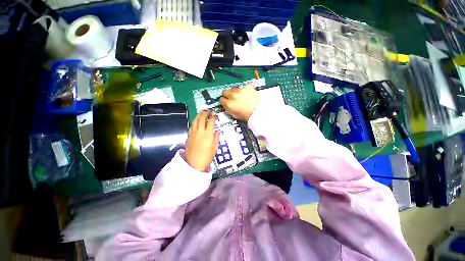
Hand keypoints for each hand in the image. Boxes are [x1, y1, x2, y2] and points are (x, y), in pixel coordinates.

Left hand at [185, 110, 219, 171]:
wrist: (194, 163)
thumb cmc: (207, 156)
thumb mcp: (215, 147)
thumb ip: (216, 137)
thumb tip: (217, 130)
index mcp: (208, 134)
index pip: (211, 121)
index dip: (213, 116)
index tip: (215, 114)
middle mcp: (200, 131)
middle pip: (202, 118)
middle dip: (205, 113)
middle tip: (207, 110)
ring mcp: (193, 132)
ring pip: (195, 120)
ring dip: (198, 115)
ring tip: (201, 112)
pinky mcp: (189, 135)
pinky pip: (192, 125)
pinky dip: (194, 121)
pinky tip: (196, 120)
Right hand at [220, 84, 259, 120]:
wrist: (258, 112)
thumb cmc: (246, 115)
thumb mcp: (233, 114)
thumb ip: (227, 107)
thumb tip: (225, 103)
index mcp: (229, 104)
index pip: (221, 99)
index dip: (224, 101)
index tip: (226, 101)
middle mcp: (233, 96)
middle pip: (225, 91)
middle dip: (228, 95)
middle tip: (232, 98)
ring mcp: (240, 90)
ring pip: (234, 89)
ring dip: (236, 92)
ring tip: (241, 97)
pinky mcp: (247, 87)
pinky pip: (243, 87)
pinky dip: (244, 90)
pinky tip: (247, 95)